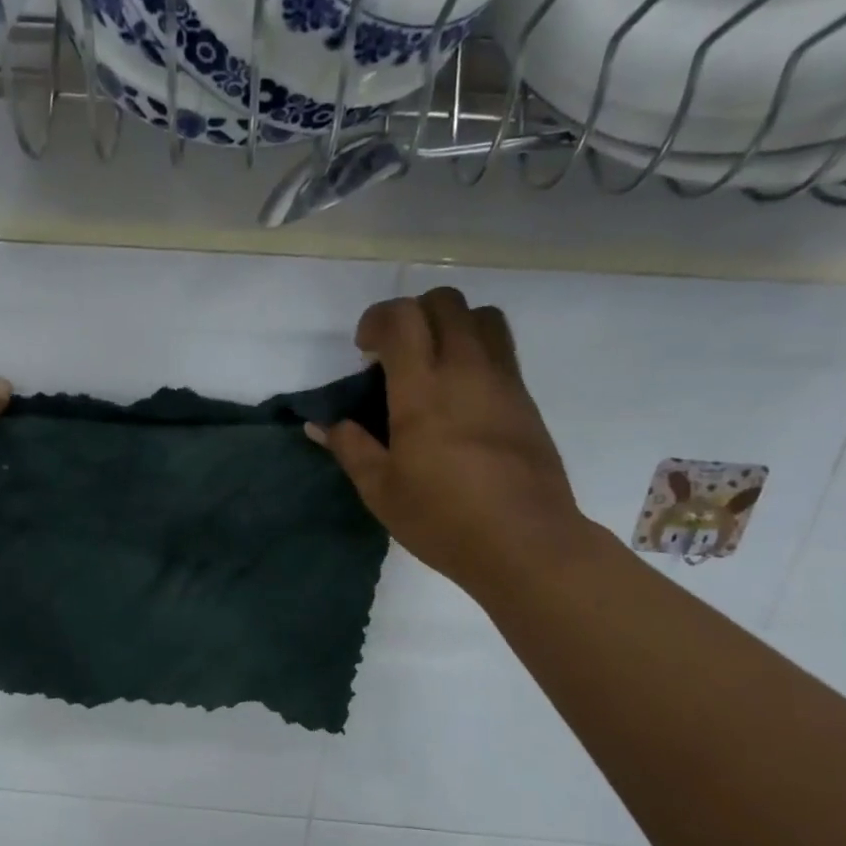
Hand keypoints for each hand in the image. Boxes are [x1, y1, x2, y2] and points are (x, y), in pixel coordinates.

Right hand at [307, 289, 591, 590]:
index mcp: (423, 390)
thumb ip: (349, 448)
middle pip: (446, 302)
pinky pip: (501, 349)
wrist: (526, 543)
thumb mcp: (380, 491)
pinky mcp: (526, 399)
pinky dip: (475, 351)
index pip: (402, 317)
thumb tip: (319, 424)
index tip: (365, 351)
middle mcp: (466, 371)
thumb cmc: (443, 519)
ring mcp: (503, 381)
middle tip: (396, 354)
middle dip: (413, 314)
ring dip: (451, 325)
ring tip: (433, 364)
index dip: (377, 319)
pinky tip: (460, 396)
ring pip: (482, 317)